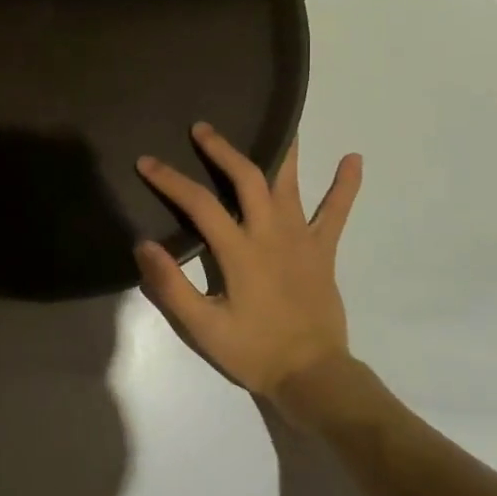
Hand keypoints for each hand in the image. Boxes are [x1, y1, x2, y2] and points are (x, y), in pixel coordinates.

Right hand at [134, 125, 363, 405]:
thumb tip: (142, 244)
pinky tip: (353, 159)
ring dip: (284, 150)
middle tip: (202, 128)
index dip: (170, 179)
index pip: (199, 203)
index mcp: (240, 251)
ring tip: (280, 119)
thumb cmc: (254, 351)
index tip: (146, 161)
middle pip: (248, 178)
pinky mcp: (322, 250)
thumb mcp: (203, 327)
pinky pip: (336, 213)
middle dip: (223, 149)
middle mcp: (271, 234)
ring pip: (291, 183)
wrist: (313, 376)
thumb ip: (171, 286)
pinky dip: (346, 186)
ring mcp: (301, 239)